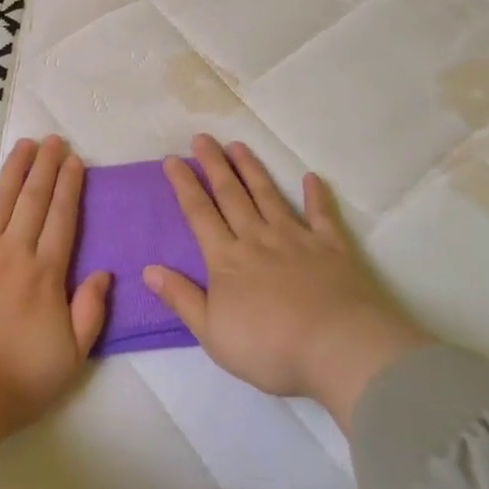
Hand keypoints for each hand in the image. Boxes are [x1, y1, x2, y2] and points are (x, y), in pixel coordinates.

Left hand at [0, 137, 109, 468]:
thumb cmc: (18, 379)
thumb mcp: (72, 356)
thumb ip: (91, 311)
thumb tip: (104, 271)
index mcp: (46, 273)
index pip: (62, 218)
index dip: (70, 186)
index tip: (74, 160)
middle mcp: (13, 252)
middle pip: (33, 200)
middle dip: (45, 167)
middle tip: (53, 139)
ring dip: (13, 171)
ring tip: (23, 145)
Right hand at [143, 136, 432, 432]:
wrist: (339, 350)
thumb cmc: (270, 348)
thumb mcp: (212, 333)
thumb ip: (181, 298)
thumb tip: (148, 269)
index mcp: (226, 259)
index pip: (199, 213)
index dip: (183, 184)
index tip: (172, 159)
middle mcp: (257, 239)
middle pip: (230, 195)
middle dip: (214, 164)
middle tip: (202, 138)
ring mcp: (296, 239)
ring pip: (268, 196)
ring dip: (252, 169)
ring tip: (238, 146)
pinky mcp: (332, 248)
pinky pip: (322, 215)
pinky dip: (317, 195)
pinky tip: (311, 178)